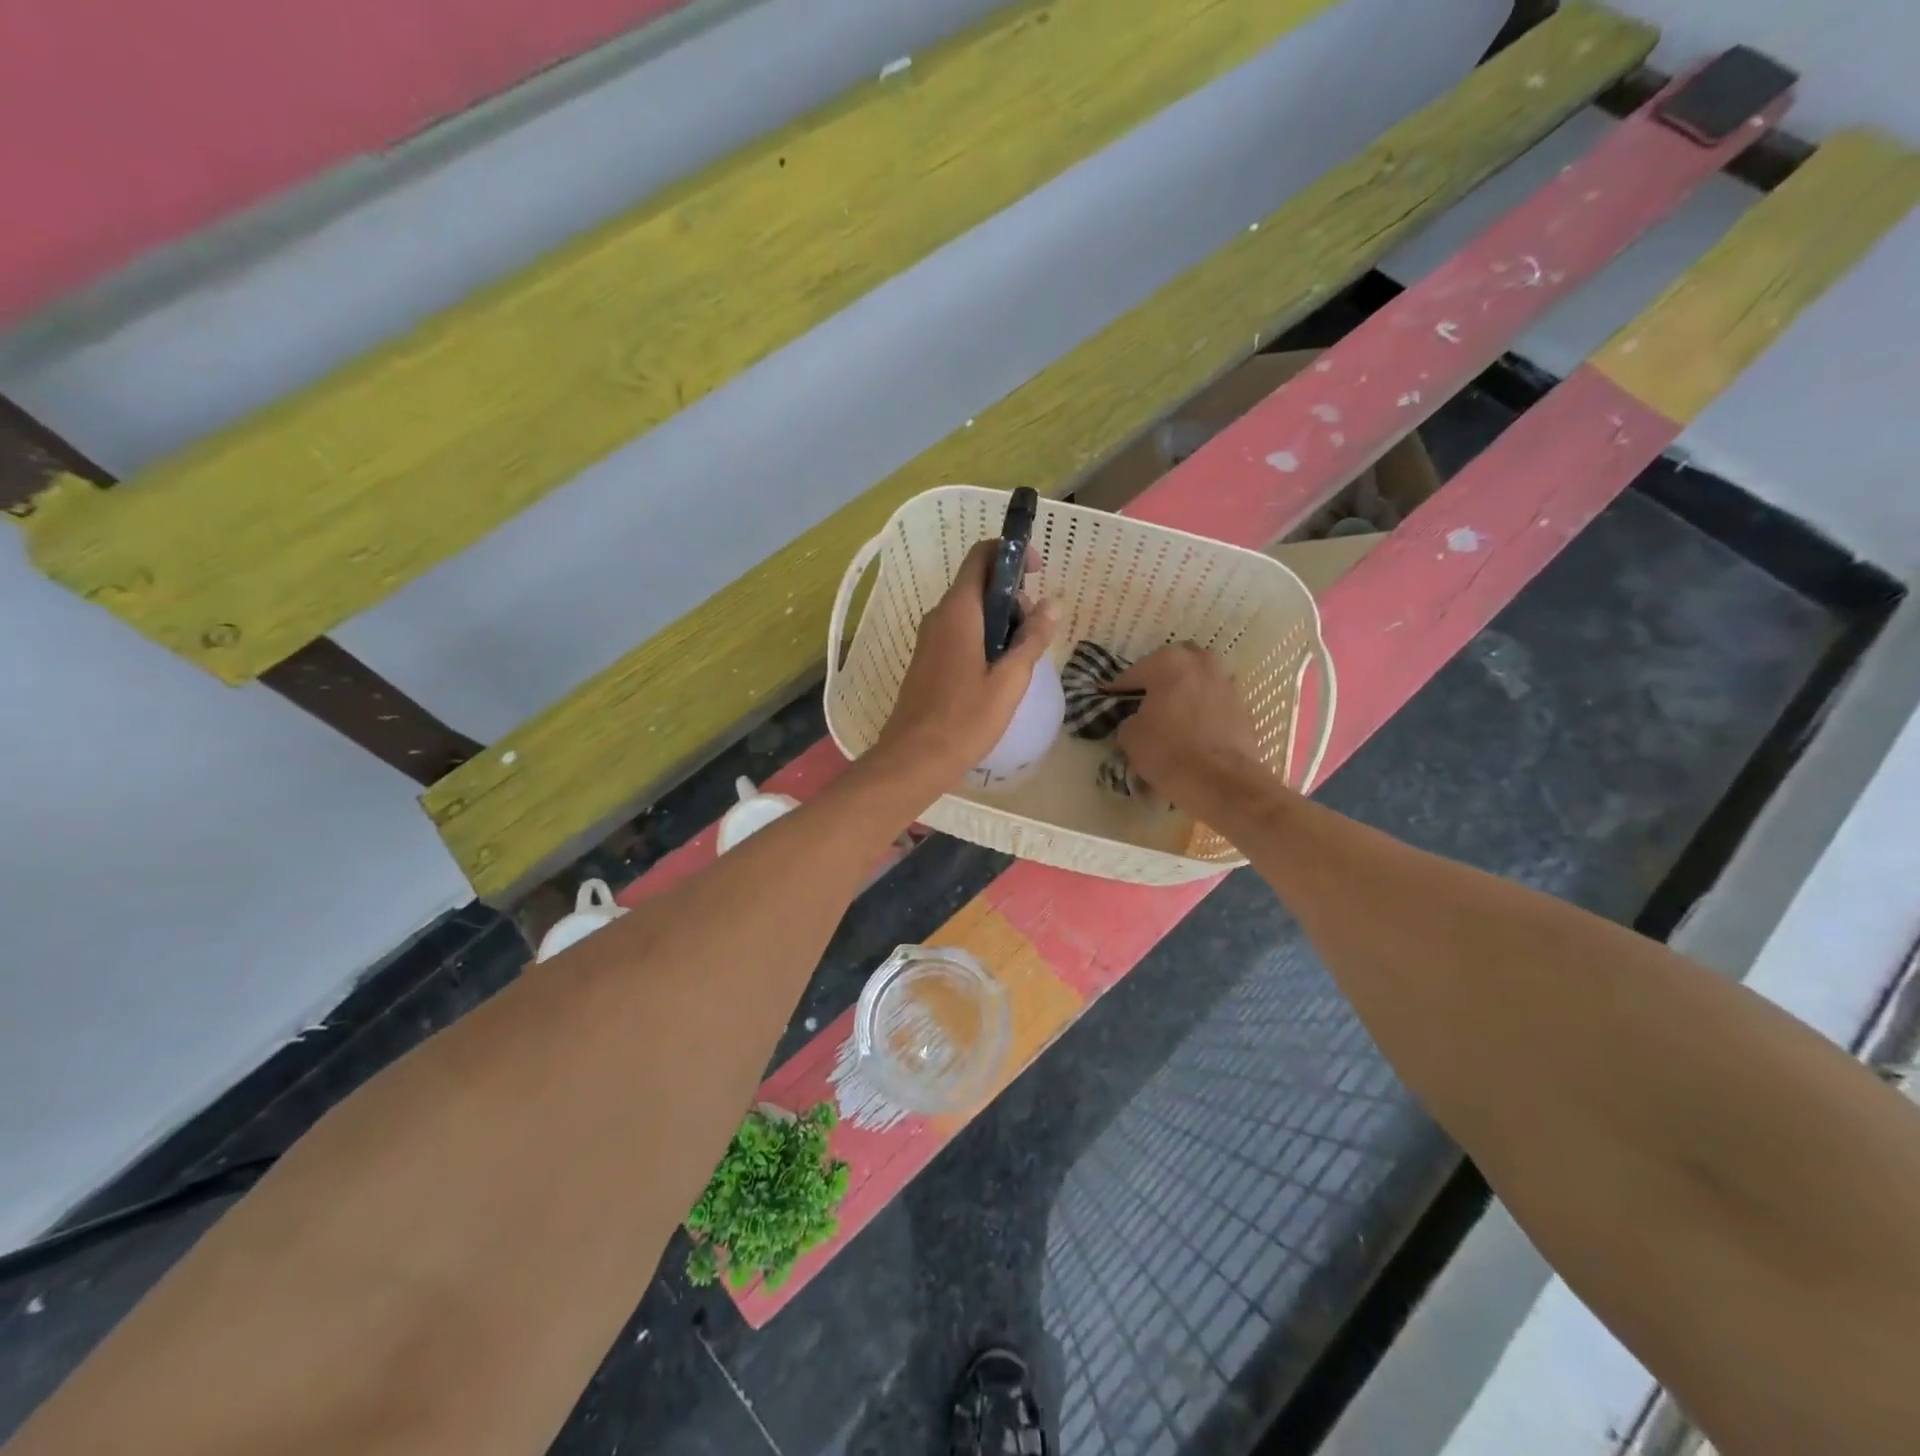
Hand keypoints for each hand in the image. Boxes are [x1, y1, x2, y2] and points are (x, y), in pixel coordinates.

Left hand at [875, 538, 1058, 780]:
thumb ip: (1032, 639)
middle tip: (1033, 632)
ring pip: (970, 611)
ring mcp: (930, 639)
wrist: (913, 759)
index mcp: (958, 612)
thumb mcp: (1009, 680)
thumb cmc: (965, 720)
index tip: (1037, 573)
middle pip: (979, 584)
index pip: (982, 556)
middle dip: (1012, 596)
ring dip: (1000, 622)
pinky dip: (984, 638)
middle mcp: (939, 616)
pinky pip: (959, 633)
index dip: (1011, 554)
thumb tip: (1051, 604)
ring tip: (1019, 659)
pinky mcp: (928, 660)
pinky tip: (997, 674)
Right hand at [1114, 645, 1266, 808]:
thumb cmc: (1167, 751)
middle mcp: (1201, 663)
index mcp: (1169, 662)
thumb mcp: (1129, 735)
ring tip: (1172, 717)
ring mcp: (1226, 683)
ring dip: (1183, 693)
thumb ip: (1129, 717)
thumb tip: (1138, 718)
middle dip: (1158, 680)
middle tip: (1145, 703)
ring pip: (1197, 682)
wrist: (1220, 781)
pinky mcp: (1243, 707)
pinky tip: (1193, 731)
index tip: (1110, 701)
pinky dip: (1202, 711)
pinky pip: (1213, 703)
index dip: (1118, 690)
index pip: (1133, 673)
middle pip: (1172, 667)